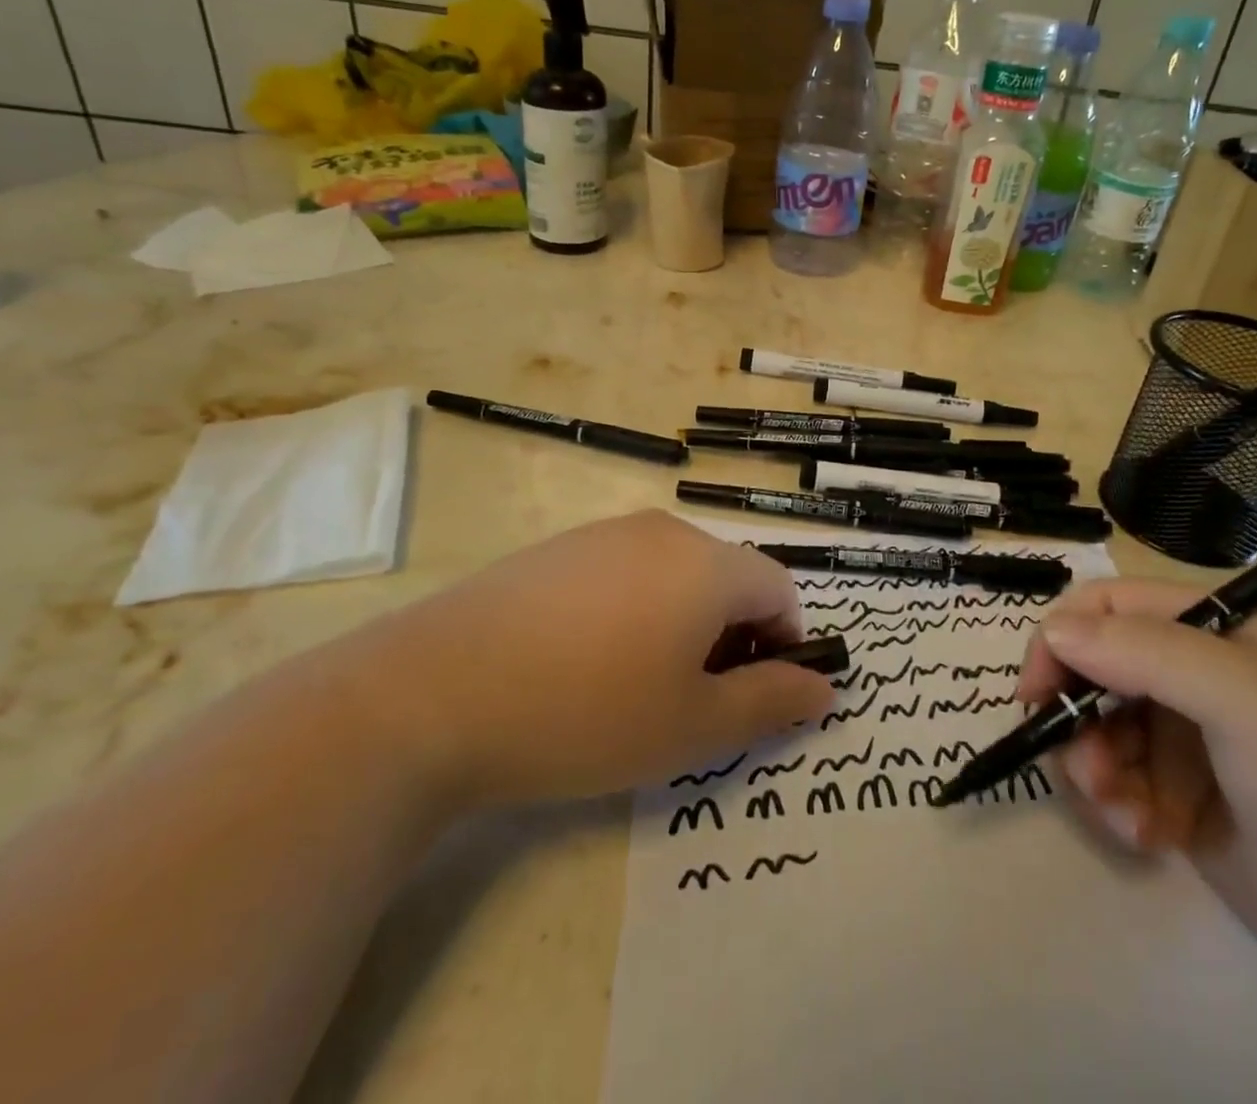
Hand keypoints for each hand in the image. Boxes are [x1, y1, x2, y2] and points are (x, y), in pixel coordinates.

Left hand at [356, 511, 834, 806]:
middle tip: (692, 701)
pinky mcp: (558, 548)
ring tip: (636, 686)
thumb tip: (824, 688)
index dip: (784, 644)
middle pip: (727, 578)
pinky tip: (584, 662)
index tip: (752, 697)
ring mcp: (604, 533)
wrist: (432, 693)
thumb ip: (770, 702)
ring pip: (675, 575)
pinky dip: (633, 611)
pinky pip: (624, 573)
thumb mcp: (692, 726)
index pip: (780, 589)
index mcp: (707, 563)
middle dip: (731, 637)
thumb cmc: (586, 712)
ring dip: (682, 624)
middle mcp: (663, 531)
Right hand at [1019, 579, 1256, 1004]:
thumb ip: (1145, 653)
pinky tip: (1147, 839)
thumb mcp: (1247, 701)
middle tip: (1085, 773)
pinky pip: (1117, 783)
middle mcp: (1193, 671)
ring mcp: (1186, 735)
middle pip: (1092, 670)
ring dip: (1093, 771)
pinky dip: (1116, 808)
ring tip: (1124, 817)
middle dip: (1076, 719)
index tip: (1035, 695)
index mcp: (1212, 627)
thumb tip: (1052, 631)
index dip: (1061, 641)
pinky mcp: (1181, 795)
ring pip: (1095, 729)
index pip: (1106, 607)